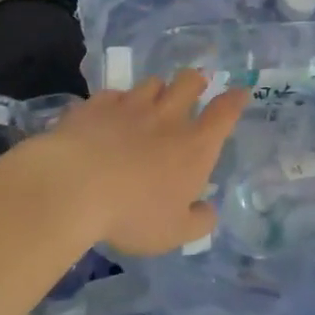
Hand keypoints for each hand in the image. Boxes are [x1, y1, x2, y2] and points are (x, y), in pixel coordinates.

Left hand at [43, 72, 246, 255]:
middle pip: (189, 82)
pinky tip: (109, 114)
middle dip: (195, 81)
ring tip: (150, 101)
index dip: (235, 99)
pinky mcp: (96, 105)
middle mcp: (168, 117)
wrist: (74, 187)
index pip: (224, 112)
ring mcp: (131, 106)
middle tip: (194, 87)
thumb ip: (198, 221)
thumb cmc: (133, 213)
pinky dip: (116, 101)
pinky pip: (113, 94)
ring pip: (152, 83)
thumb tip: (208, 211)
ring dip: (156, 89)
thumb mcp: (173, 233)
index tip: (240, 91)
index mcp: (195, 145)